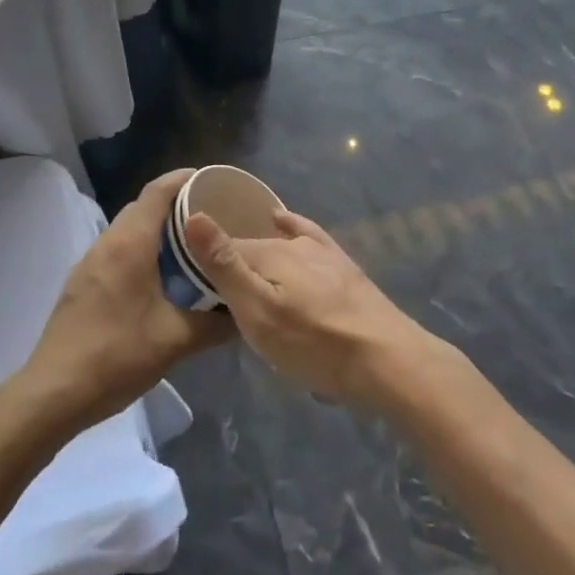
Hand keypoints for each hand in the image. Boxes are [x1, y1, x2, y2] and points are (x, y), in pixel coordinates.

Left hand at [22, 169, 234, 431]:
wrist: (53, 393)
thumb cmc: (117, 356)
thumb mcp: (175, 341)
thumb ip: (216, 325)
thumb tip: (246, 313)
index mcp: (130, 243)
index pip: (158, 191)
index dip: (184, 179)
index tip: (213, 181)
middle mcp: (107, 242)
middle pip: (143, 206)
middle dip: (175, 204)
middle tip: (210, 216)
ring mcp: (89, 262)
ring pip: (128, 229)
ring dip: (156, 228)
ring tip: (190, 245)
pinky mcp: (82, 283)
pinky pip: (117, 250)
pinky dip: (141, 248)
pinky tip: (159, 276)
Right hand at [182, 209, 444, 410]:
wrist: (386, 359)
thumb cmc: (314, 344)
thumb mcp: (259, 313)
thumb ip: (225, 267)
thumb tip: (193, 215)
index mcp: (268, 253)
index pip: (223, 249)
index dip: (203, 264)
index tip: (188, 283)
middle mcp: (293, 243)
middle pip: (251, 248)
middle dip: (231, 264)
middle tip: (213, 293)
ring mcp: (321, 252)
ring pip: (278, 245)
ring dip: (258, 255)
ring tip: (241, 270)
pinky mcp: (342, 266)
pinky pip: (308, 236)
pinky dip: (291, 226)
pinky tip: (285, 222)